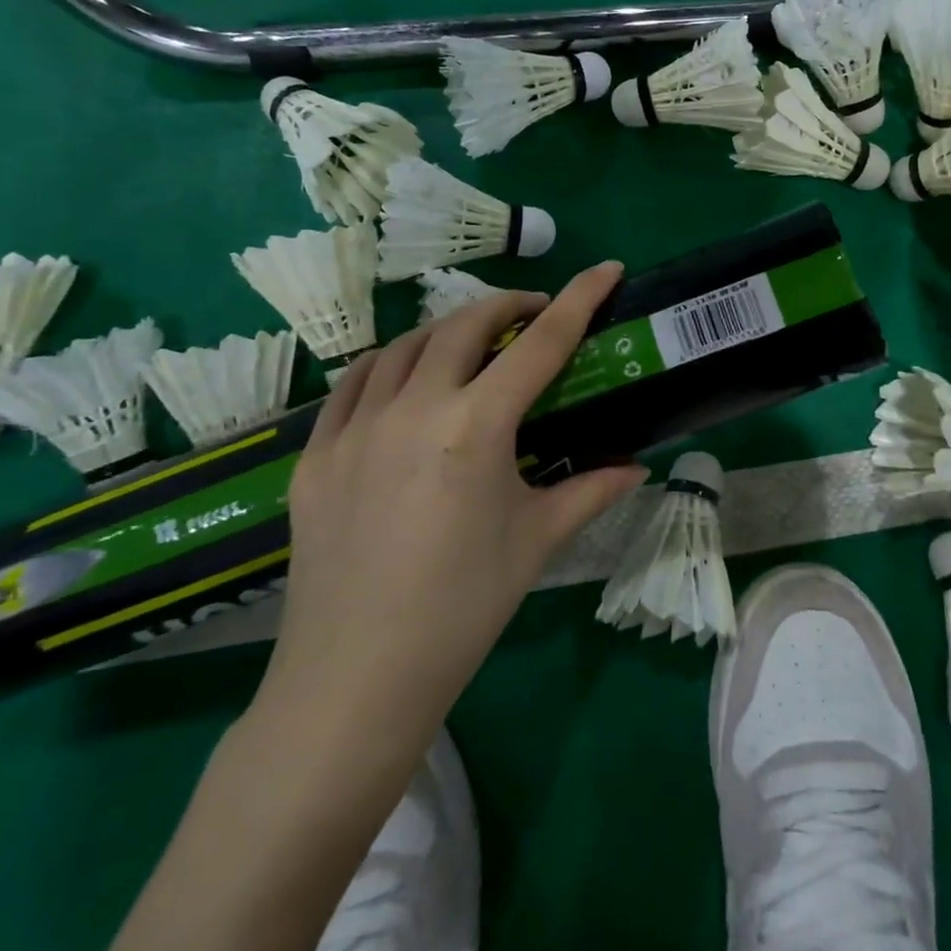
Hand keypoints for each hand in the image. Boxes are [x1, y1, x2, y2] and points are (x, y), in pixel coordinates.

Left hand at [256, 262, 648, 733]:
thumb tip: (636, 467)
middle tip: (535, 316)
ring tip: (474, 347)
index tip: (605, 269)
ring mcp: (353, 428)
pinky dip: (390, 365)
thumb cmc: (462, 607)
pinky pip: (354, 384)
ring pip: (404, 346)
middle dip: (508, 305)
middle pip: (465, 326)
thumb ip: (591, 490)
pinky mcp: (314, 455)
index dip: (578, 299)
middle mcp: (412, 409)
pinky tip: (405, 381)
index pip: (540, 344)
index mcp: (475, 427)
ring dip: (448, 331)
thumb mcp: (537, 540)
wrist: (355, 680)